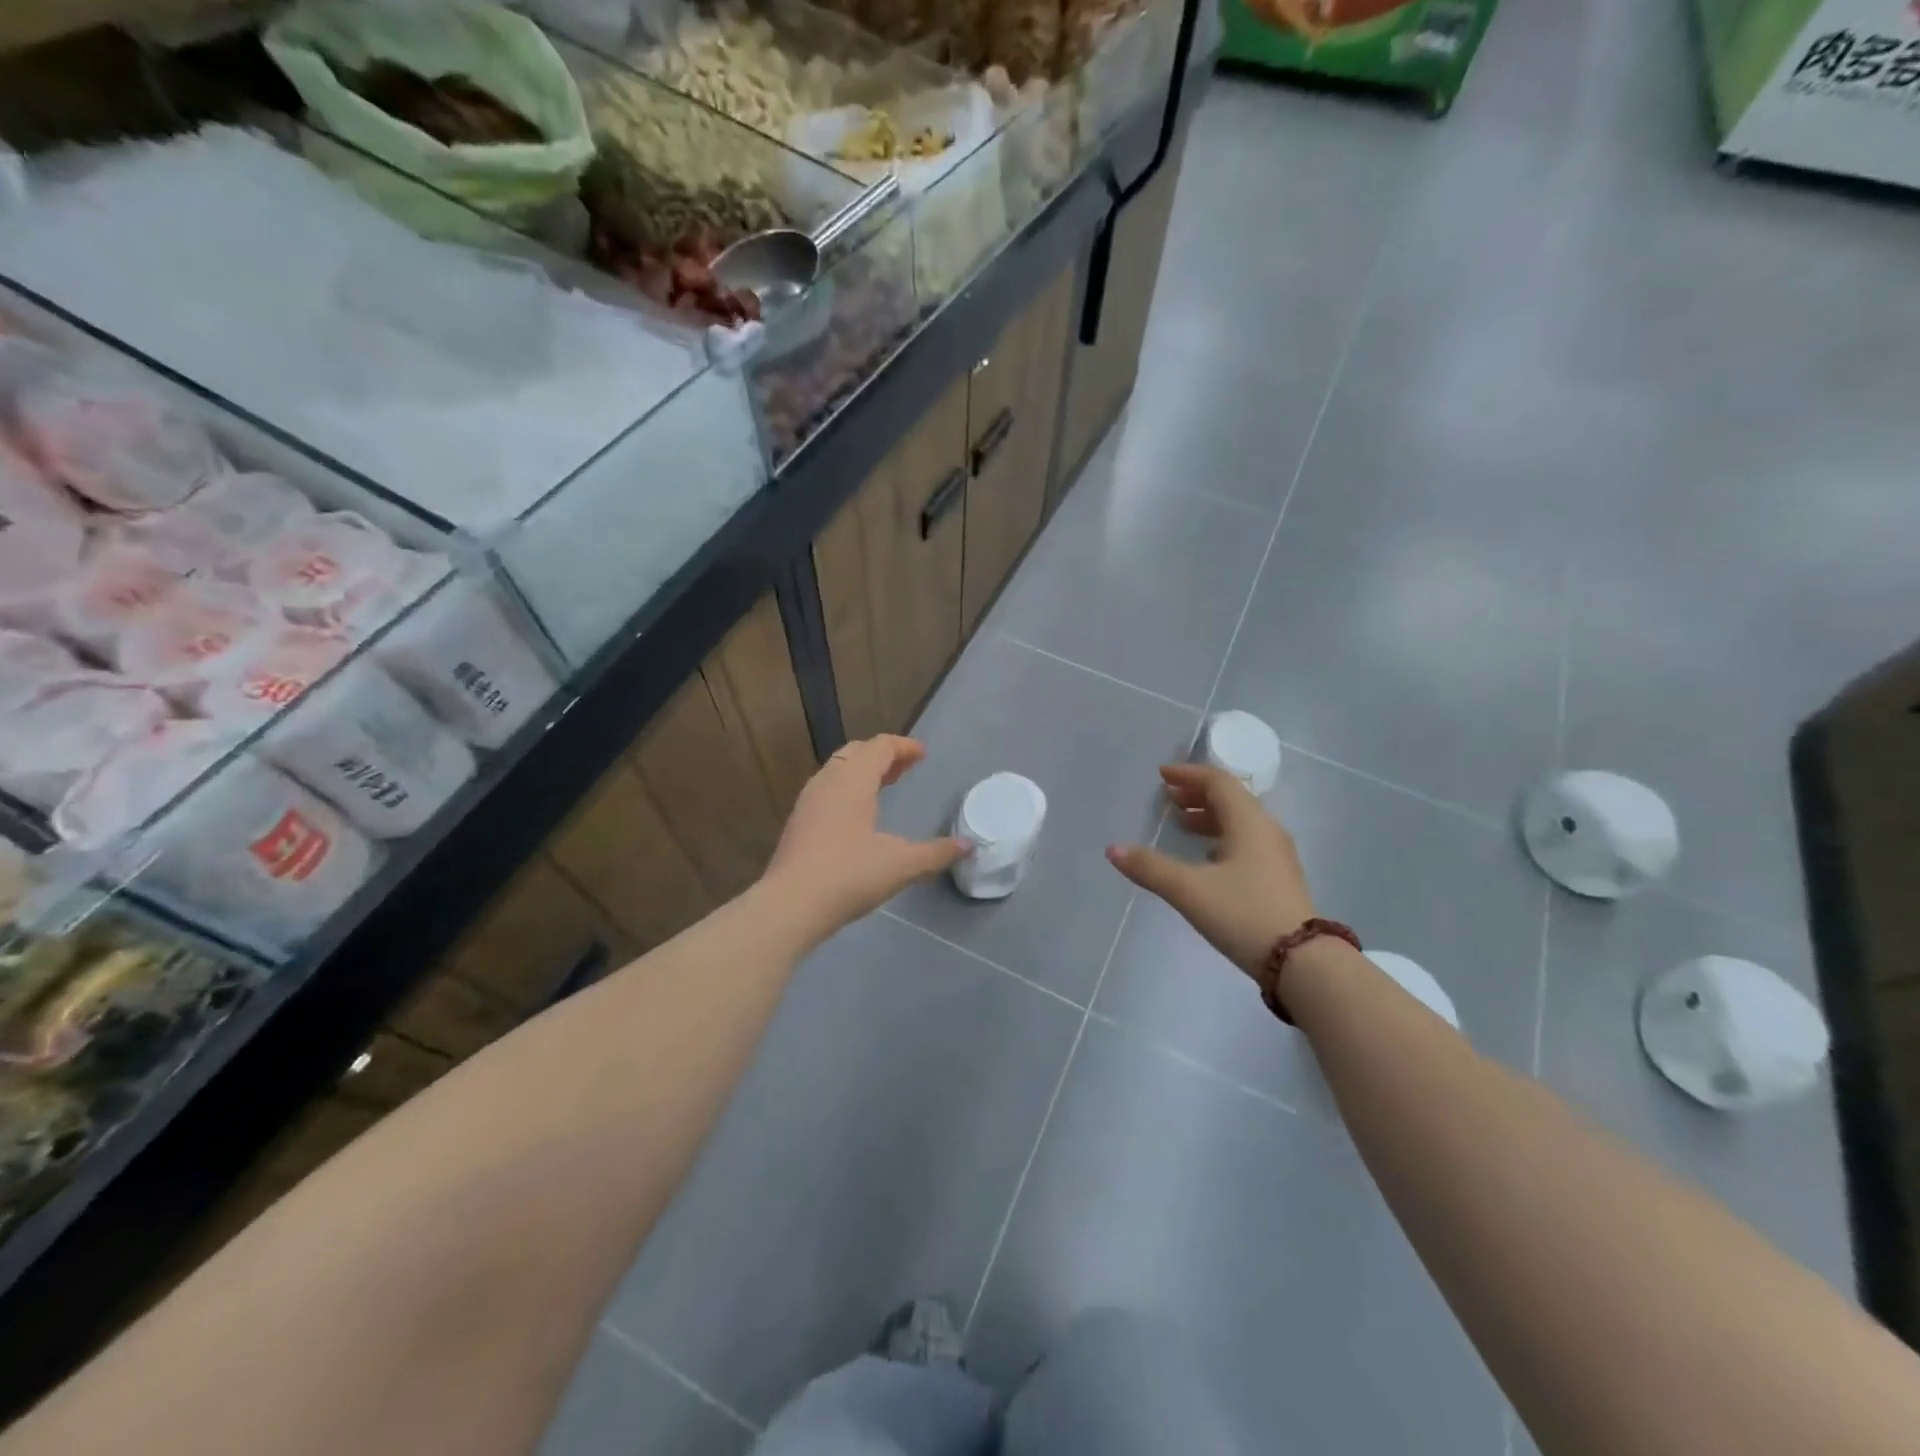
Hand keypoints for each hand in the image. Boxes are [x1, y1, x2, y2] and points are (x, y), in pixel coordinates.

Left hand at [764, 735, 965, 933]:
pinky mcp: (798, 822)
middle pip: (856, 753)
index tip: (923, 755)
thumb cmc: (849, 876)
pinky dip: (847, 789)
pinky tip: (857, 816)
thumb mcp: (901, 865)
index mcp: (853, 781)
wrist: (790, 905)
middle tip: (905, 769)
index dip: (903, 747)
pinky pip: (826, 789)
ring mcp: (808, 801)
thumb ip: (936, 853)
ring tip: (883, 787)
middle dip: (883, 756)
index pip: (880, 747)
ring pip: (837, 770)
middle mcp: (828, 782)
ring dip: (862, 771)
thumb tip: (968, 845)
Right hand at [1106, 764, 1316, 979]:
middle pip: (1231, 799)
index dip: (1188, 775)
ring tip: (1182, 823)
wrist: (1304, 962)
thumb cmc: (1244, 914)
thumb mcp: (1189, 890)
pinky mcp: (1279, 878)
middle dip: (1197, 794)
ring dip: (1209, 817)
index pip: (1218, 782)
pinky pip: (1246, 843)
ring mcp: (1276, 856)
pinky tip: (1207, 858)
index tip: (1162, 776)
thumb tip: (1113, 849)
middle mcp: (1266, 830)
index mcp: (1249, 822)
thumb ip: (1150, 868)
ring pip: (1240, 823)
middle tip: (1168, 797)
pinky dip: (1222, 839)